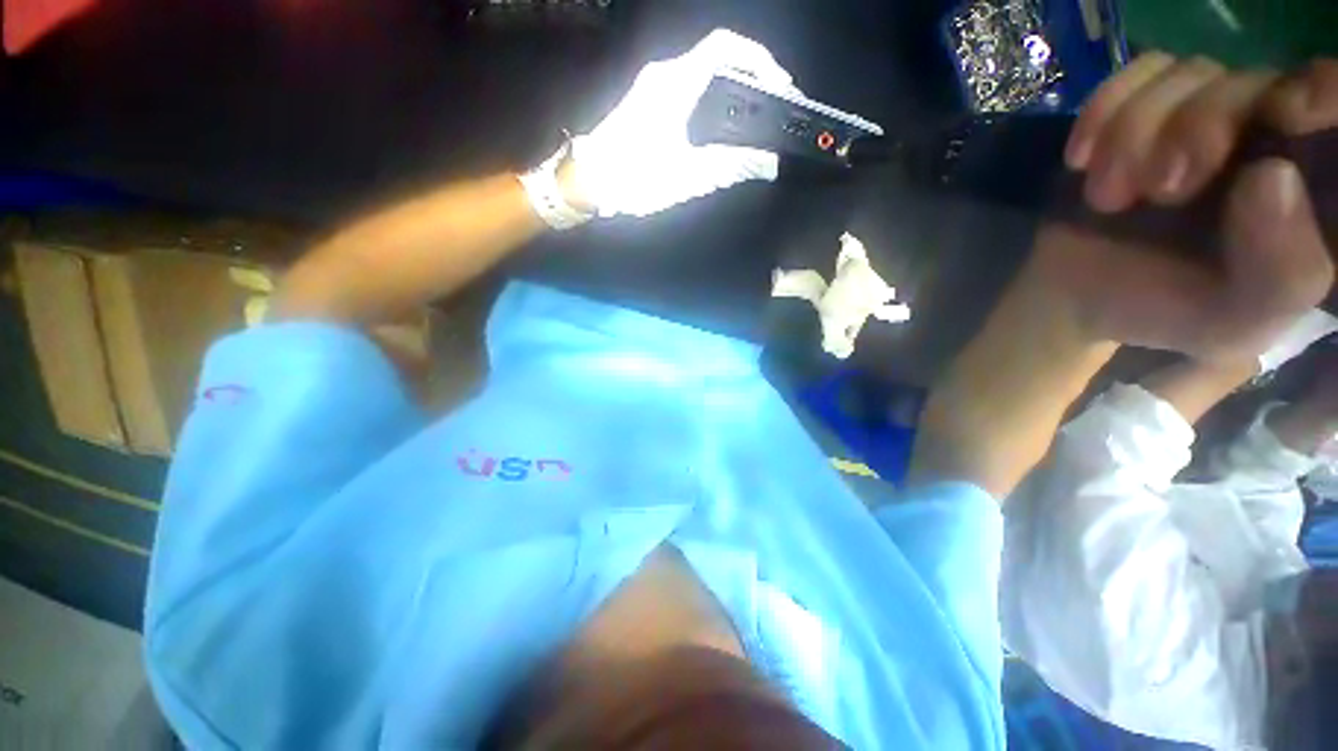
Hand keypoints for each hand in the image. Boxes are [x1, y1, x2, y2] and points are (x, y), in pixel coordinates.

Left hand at [564, 29, 793, 217]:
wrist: (588, 182)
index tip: (780, 84)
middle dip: (749, 78)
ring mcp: (653, 89)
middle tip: (770, 108)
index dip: (758, 58)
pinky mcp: (647, 106)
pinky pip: (688, 93)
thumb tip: (768, 163)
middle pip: (716, 60)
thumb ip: (731, 166)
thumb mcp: (688, 175)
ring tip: (751, 121)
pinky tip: (718, 132)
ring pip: (702, 77)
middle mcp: (664, 76)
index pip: (725, 47)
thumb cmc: (635, 177)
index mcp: (676, 83)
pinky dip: (711, 104)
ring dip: (730, 92)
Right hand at [1034, 55, 1336, 360]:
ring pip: (1191, 73)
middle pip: (1257, 82)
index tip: (1289, 113)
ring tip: (1107, 197)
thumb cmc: (1163, 312)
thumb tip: (1272, 176)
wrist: (1080, 297)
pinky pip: (1136, 73)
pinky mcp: (1147, 108)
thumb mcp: (1236, 323)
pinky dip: (1104, 110)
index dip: (1325, 94)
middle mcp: (1269, 136)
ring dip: (1138, 132)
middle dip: (1202, 127)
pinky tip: (1082, 159)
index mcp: (1312, 189)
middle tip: (1161, 189)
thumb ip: (1282, 274)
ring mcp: (1205, 114)